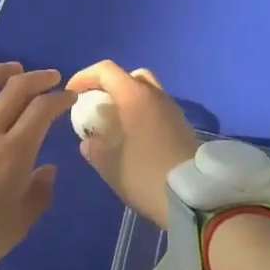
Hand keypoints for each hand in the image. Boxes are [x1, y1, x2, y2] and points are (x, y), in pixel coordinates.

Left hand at [0, 62, 74, 269]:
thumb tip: (48, 169)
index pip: (41, 111)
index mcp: (12, 154)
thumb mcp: (17, 227)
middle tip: (50, 77)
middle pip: (14, 90)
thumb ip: (38, 194)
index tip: (69, 97)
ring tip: (13, 69)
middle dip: (37, 79)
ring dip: (0, 72)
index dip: (59, 99)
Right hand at [66, 61, 199, 228]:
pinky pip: (157, 108)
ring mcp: (173, 110)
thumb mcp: (110, 166)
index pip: (106, 70)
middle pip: (129, 76)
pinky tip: (134, 137)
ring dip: (127, 100)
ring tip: (114, 123)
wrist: (197, 198)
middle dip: (109, 86)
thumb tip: (89, 142)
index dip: (85, 77)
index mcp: (135, 97)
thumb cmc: (146, 176)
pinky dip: (142, 113)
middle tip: (96, 105)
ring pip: (146, 91)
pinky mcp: (183, 126)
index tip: (72, 94)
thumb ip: (94, 149)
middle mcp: (156, 96)